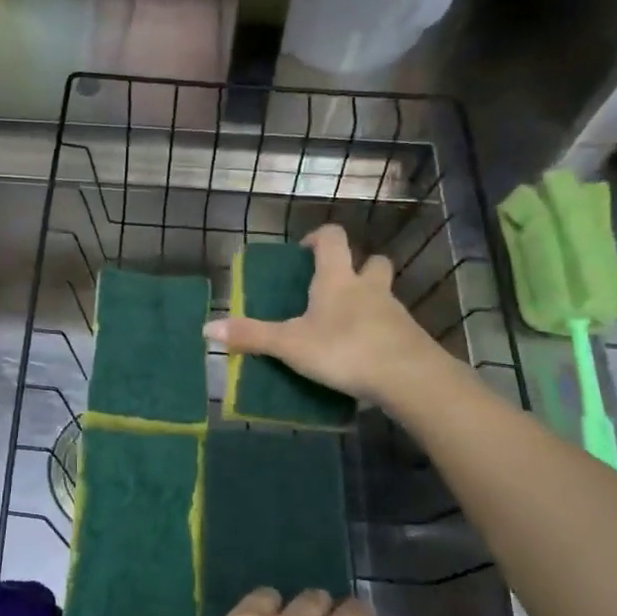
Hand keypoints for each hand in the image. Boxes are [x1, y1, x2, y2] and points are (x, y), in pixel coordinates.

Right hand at [204, 224, 444, 410]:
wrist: (409, 377)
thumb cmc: (344, 349)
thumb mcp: (290, 345)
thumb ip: (252, 336)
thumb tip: (207, 328)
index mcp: (337, 279)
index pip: (332, 239)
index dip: (319, 237)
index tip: (306, 251)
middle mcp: (369, 287)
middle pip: (372, 262)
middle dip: (357, 267)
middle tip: (335, 287)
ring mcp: (394, 312)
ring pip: (384, 294)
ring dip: (369, 301)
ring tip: (346, 326)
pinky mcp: (409, 338)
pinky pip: (393, 325)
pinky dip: (379, 332)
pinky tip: (365, 354)